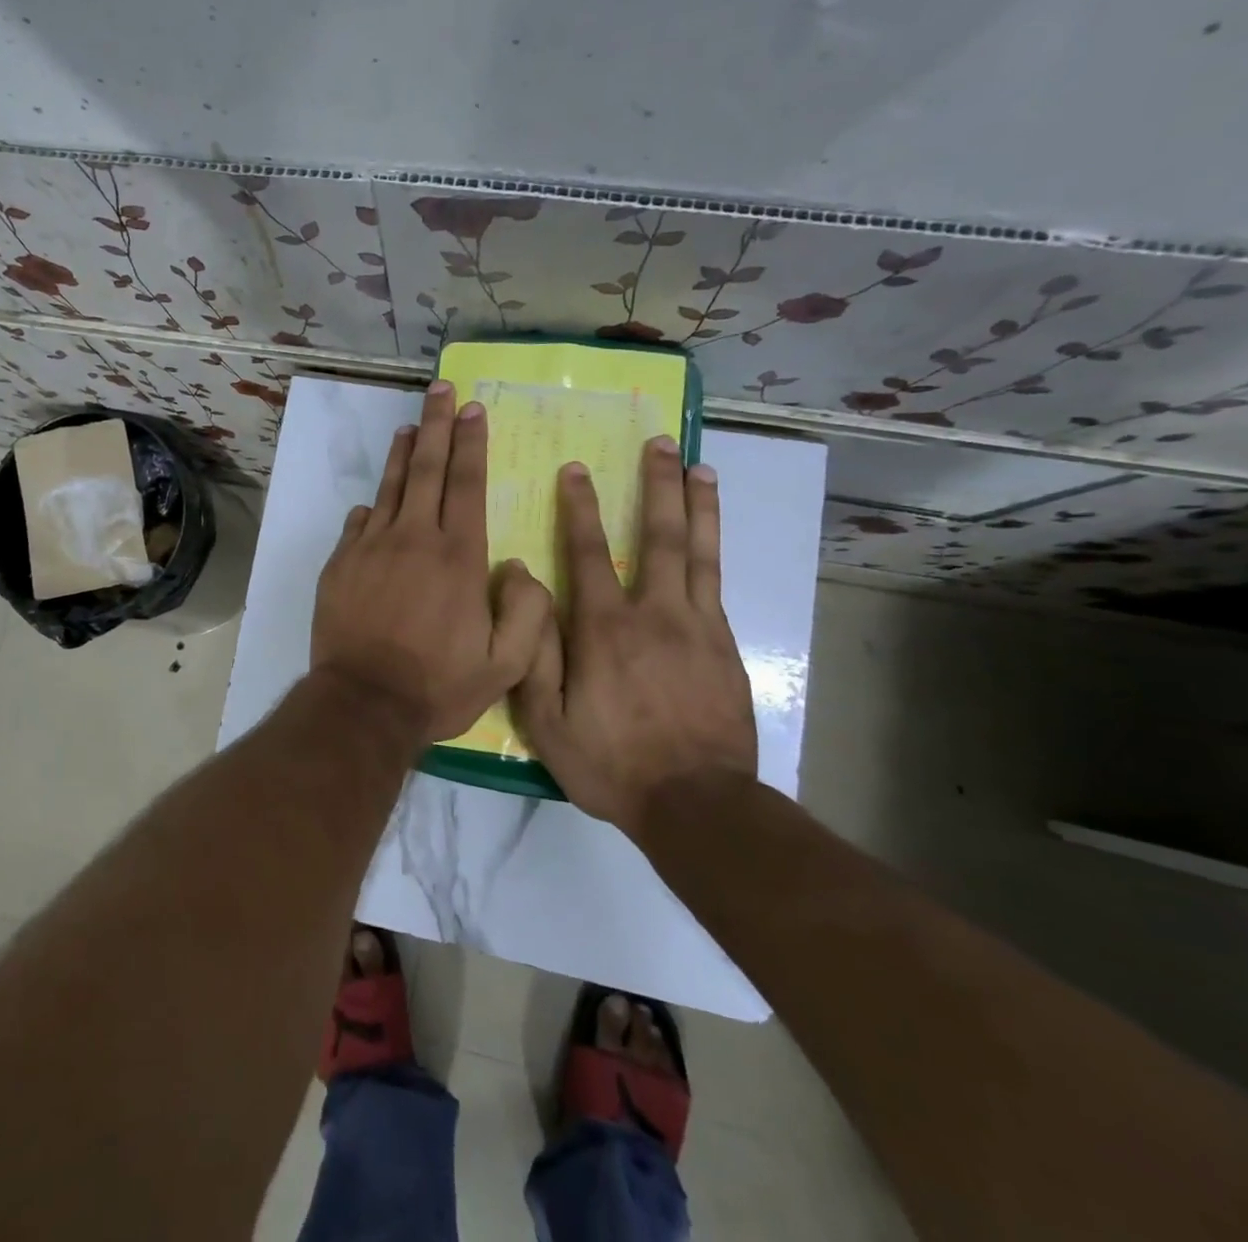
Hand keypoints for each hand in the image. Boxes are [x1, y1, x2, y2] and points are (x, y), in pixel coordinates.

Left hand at [312, 382, 552, 744]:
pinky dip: (371, 506)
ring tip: (409, 426)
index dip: (471, 443)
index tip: (473, 409)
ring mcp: (372, 548)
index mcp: (459, 556)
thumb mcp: (506, 665)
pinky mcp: (341, 564)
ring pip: (389, 488)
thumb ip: (527, 613)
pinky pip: (359, 523)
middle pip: (427, 469)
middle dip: (436, 425)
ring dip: (401, 453)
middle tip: (441, 390)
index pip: (467, 484)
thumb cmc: (438, 686)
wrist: (364, 704)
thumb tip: (518, 567)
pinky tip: (374, 500)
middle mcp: (415, 539)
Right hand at [513, 435, 757, 826]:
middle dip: (657, 485)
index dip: (581, 508)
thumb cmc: (612, 763)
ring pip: (699, 552)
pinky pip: (718, 585)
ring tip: (700, 467)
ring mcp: (698, 627)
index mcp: (605, 629)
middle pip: (659, 536)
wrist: (697, 805)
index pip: (589, 553)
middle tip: (660, 443)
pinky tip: (712, 534)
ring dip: (698, 505)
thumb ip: (532, 651)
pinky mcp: (726, 647)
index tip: (577, 469)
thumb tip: (521, 586)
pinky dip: (715, 549)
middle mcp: (655, 614)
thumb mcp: (548, 721)